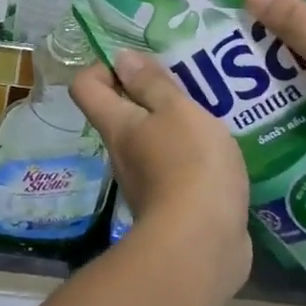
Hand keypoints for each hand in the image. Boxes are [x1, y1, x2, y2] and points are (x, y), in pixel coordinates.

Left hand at [73, 51, 251, 294]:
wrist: (202, 247)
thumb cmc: (189, 166)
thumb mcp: (176, 111)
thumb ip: (152, 84)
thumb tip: (121, 58)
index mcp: (117, 125)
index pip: (86, 86)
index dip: (104, 67)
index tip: (138, 63)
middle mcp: (121, 152)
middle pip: (121, 112)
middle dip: (149, 93)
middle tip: (186, 82)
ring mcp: (144, 181)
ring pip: (151, 140)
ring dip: (174, 125)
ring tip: (211, 112)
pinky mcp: (171, 205)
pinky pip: (174, 168)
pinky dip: (191, 156)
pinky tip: (220, 150)